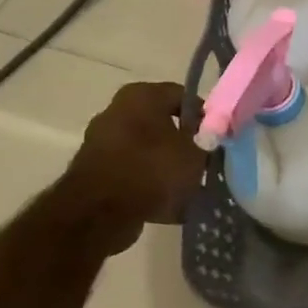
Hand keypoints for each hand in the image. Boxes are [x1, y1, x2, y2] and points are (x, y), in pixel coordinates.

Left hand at [53, 81, 206, 255]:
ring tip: (187, 187)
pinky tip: (167, 204)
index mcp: (142, 94)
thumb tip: (208, 135)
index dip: (204, 116)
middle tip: (202, 161)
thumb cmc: (154, 169)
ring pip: (146, 149)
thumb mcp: (196, 152)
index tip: (215, 137)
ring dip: (165, 165)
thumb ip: (206, 139)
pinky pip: (131, 172)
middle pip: (162, 123)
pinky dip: (147, 183)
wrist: (100, 212)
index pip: (183, 96)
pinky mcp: (92, 170)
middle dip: (182, 142)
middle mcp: (116, 110)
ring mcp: (101, 140)